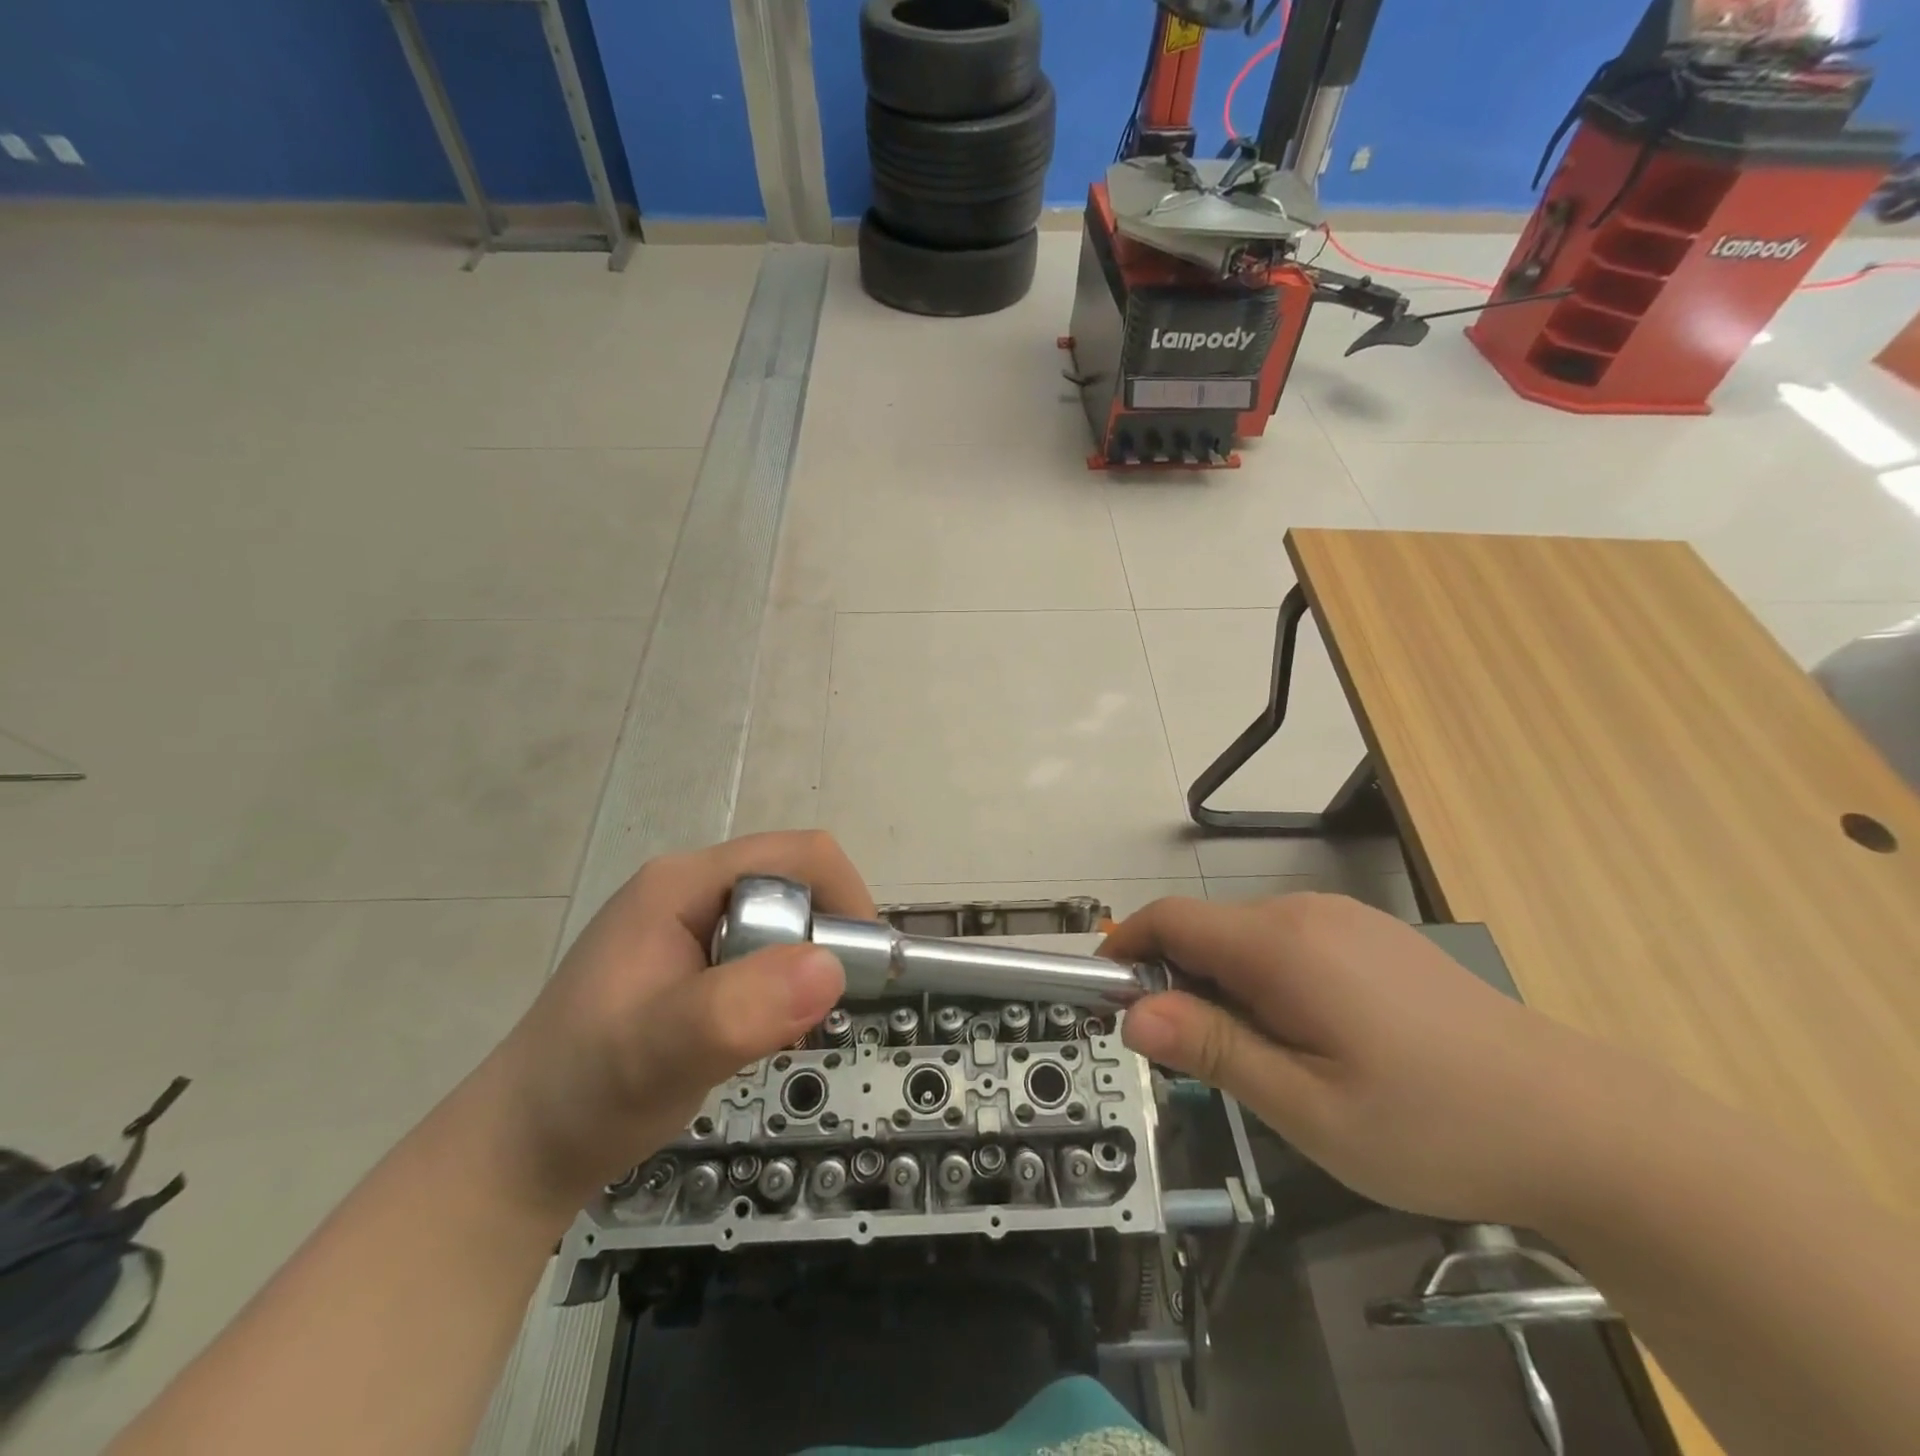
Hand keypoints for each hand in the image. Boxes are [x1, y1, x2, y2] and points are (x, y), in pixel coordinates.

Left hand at [485, 831, 872, 1207]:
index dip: (843, 898)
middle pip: (793, 886)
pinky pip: (763, 952)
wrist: (518, 1154)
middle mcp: (689, 891)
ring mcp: (687, 925)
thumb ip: (739, 1008)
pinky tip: (760, 1031)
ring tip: (786, 1030)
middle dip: (822, 942)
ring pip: (783, 922)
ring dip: (803, 970)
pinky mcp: (691, 962)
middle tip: (815, 1014)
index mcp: (682, 884)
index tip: (861, 967)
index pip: (796, 857)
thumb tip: (830, 967)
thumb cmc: (585, 1093)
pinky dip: (781, 987)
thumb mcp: (661, 1052)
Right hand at [1105, 892, 1615, 1228]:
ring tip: (1259, 1063)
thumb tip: (1133, 1013)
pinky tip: (1310, 1042)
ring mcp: (1345, 920)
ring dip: (1222, 987)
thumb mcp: (1308, 1109)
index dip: (1126, 951)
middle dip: (1176, 982)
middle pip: (1206, 930)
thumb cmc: (1434, 1126)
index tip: (1109, 1001)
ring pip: (1246, 939)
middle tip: (1192, 1061)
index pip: (1169, 919)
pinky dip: (1264, 982)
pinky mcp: (1372, 938)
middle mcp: (1306, 913)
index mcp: (1281, 944)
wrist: (1583, 1125)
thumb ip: (1214, 1051)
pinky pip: (1288, 945)